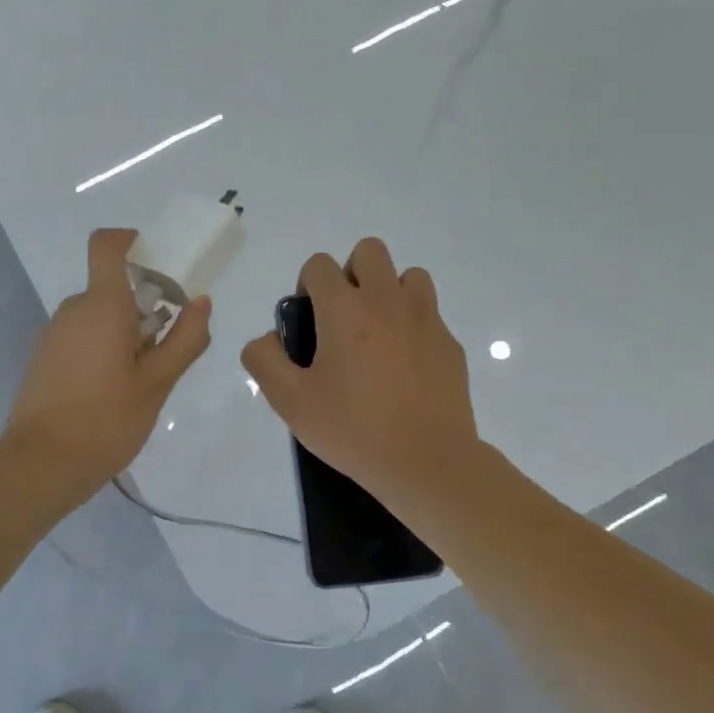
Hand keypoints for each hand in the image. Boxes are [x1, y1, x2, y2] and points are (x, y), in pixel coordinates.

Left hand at [2, 228, 212, 508]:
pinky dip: (104, 347)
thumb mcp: (158, 383)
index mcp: (102, 305)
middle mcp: (73, 310)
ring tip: (144, 378)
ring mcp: (54, 334)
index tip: (159, 262)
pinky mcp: (45, 357)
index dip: (131, 241)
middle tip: (167, 346)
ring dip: (125, 331)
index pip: (107, 245)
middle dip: (144, 305)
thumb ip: (185, 339)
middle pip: (111, 287)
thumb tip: (201, 302)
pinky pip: (82, 336)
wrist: (42, 464)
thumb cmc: (107, 420)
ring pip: (98, 316)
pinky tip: (115, 390)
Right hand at [241, 237, 479, 507]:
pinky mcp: (449, 343)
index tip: (309, 322)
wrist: (425, 461)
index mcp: (344, 310)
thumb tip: (266, 339)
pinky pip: (429, 314)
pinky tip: (404, 368)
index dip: (307, 286)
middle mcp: (386, 301)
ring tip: (378, 335)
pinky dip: (413, 326)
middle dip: (351, 273)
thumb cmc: (352, 429)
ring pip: (408, 275)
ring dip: (389, 292)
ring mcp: (425, 319)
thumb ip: (264, 361)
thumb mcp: (290, 402)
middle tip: (344, 319)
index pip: (319, 265)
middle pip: (369, 251)